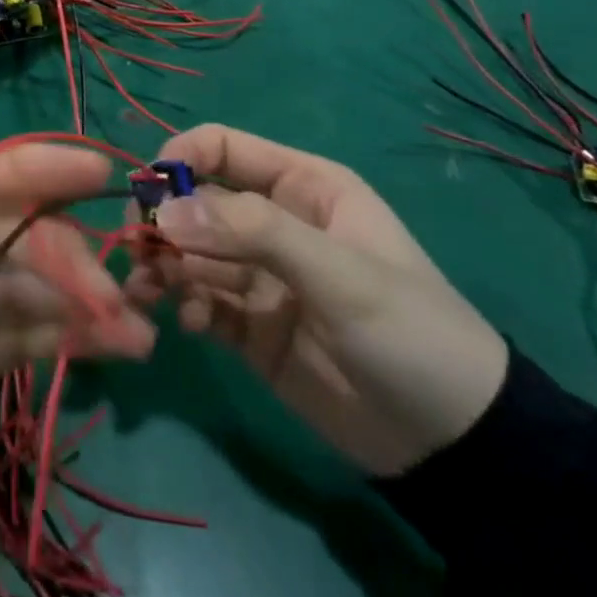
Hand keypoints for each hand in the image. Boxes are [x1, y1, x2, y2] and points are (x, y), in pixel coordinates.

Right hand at [127, 124, 506, 475]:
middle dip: (163, 221)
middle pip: (196, 202)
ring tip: (149, 291)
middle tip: (140, 251)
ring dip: (164, 266)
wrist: (457, 448)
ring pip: (190, 253)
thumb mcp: (338, 272)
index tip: (147, 194)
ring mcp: (259, 275)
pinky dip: (183, 307)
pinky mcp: (250, 326)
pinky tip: (189, 326)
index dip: (180, 160)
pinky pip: (200, 302)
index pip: (222, 148)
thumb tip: (165, 210)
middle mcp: (272, 221)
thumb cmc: (409, 332)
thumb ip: (253, 231)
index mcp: (301, 186)